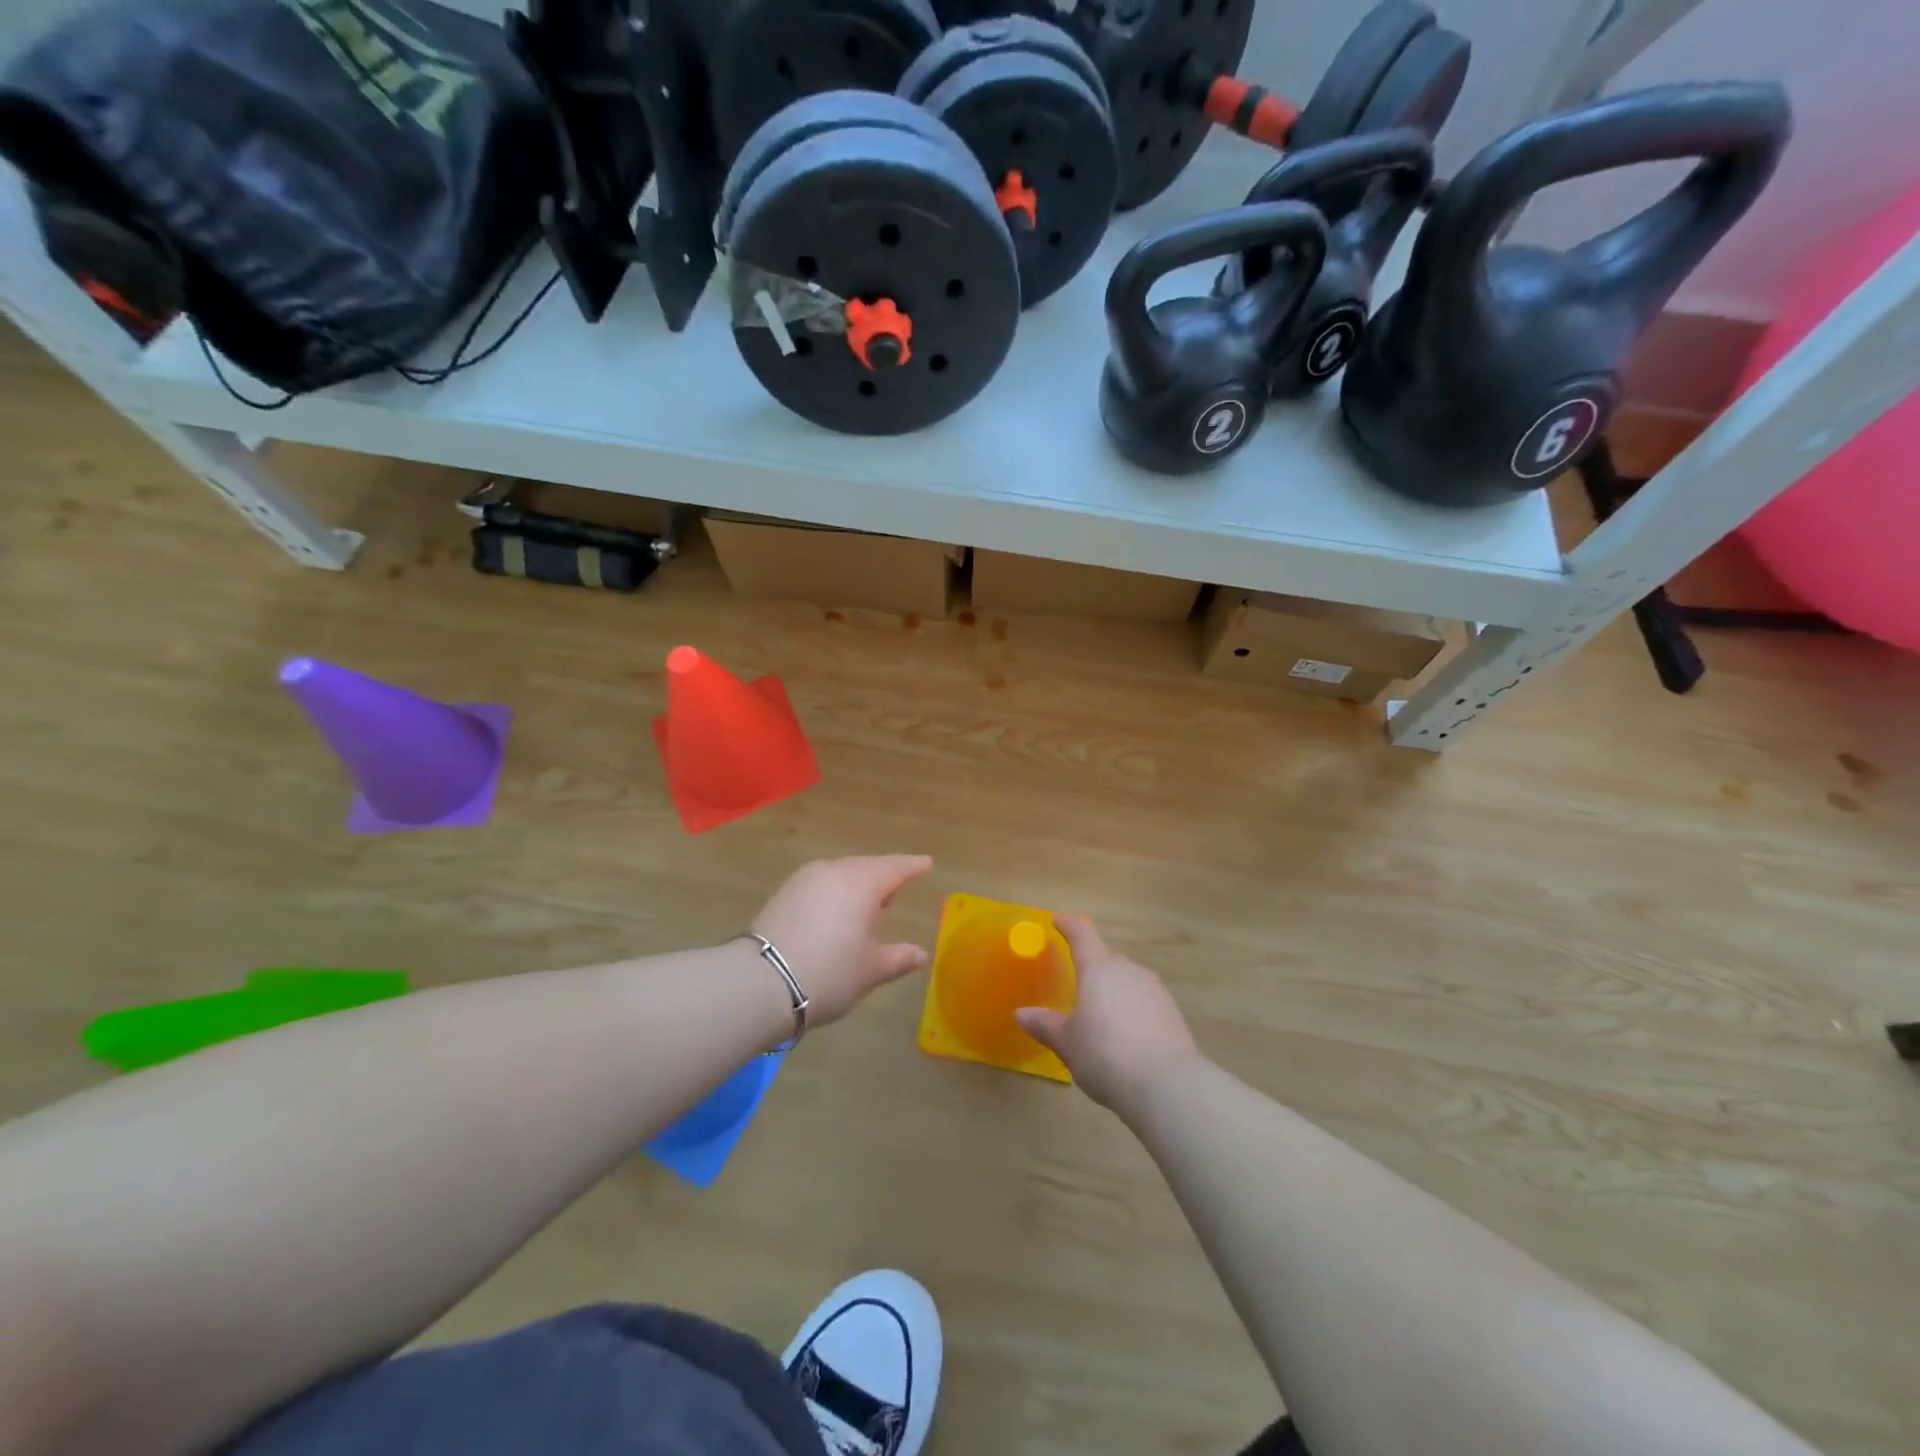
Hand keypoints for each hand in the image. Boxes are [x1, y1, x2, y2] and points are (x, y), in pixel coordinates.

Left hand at [752, 856, 933, 1025]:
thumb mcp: (870, 970)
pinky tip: (836, 914)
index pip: (895, 867)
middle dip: (883, 877)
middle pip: (866, 868)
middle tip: (896, 892)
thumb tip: (921, 954)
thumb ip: (898, 958)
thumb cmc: (828, 972)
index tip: (926, 864)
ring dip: (856, 886)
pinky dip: (835, 894)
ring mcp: (804, 880)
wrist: (759, 983)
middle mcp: (833, 871)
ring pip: (840, 875)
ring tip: (867, 908)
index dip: (912, 867)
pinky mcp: (783, 894)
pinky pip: (820, 885)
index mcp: (861, 882)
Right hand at [1016, 915, 1200, 1117]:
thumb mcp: (1067, 1042)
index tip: (1058, 920)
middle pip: (1106, 958)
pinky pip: (1143, 999)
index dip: (1068, 925)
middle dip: (1091, 965)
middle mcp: (1128, 970)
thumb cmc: (1105, 1055)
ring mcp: (1154, 989)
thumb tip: (1021, 1013)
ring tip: (1100, 1013)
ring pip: (1127, 978)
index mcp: (1099, 969)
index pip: (1082, 935)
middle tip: (1076, 981)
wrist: (1167, 1085)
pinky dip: (1130, 1006)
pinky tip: (1125, 1032)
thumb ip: (1044, 1024)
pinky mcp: (1172, 1011)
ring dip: (1112, 988)